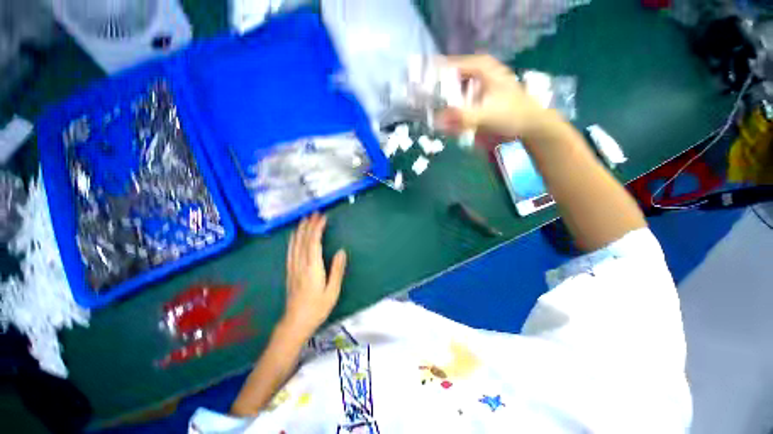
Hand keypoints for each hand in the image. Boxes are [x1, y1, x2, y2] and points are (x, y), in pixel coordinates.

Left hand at [283, 214, 346, 338]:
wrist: (295, 323)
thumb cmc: (317, 308)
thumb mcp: (332, 291)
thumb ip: (337, 270)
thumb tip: (342, 252)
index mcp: (313, 268)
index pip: (314, 242)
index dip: (317, 228)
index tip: (323, 218)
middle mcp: (301, 264)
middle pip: (303, 240)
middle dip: (309, 225)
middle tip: (314, 213)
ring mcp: (293, 267)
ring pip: (295, 244)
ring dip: (300, 230)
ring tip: (305, 219)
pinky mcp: (290, 271)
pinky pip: (290, 251)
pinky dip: (293, 240)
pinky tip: (294, 235)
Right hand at [435, 54, 556, 143]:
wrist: (530, 125)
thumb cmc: (512, 114)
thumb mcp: (485, 115)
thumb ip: (460, 118)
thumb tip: (435, 121)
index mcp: (481, 67)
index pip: (449, 66)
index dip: (432, 76)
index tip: (418, 89)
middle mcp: (478, 73)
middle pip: (450, 79)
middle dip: (437, 93)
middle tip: (424, 106)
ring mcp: (479, 86)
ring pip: (454, 92)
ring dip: (445, 105)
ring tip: (435, 116)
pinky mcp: (480, 99)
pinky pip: (461, 103)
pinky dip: (454, 111)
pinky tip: (450, 122)